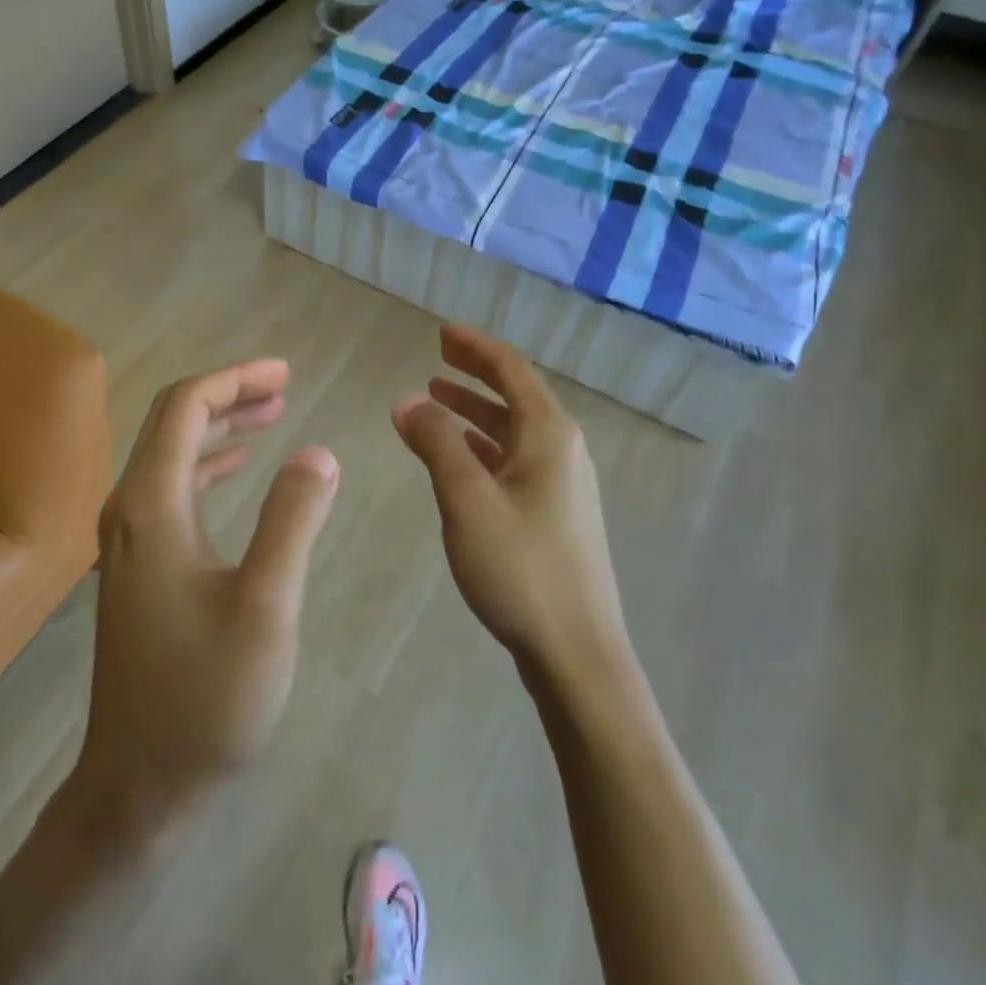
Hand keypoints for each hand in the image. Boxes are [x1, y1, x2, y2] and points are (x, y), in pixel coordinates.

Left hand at [73, 359, 338, 841]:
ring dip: (219, 429)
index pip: (183, 408)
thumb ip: (293, 520)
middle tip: (285, 387)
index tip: (285, 373)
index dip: (234, 380)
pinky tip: (237, 470)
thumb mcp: (266, 607)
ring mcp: (128, 541)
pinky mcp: (138, 568)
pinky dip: (207, 466)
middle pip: (172, 424)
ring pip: (171, 456)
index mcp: (151, 507)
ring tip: (271, 415)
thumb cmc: (205, 698)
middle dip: (228, 396)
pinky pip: (171, 491)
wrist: (138, 787)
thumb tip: (318, 452)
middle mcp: (129, 511)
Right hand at [391, 326, 629, 686]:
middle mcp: (562, 451)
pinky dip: (482, 446)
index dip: (475, 346)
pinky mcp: (554, 515)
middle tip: (436, 357)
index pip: (511, 370)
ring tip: (436, 398)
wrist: (577, 652)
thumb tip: (408, 401)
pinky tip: (458, 455)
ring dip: (475, 411)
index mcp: (549, 435)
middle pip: (516, 395)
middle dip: (475, 373)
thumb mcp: (467, 499)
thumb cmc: (520, 568)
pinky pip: (514, 460)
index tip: (441, 332)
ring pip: (513, 431)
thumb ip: (437, 443)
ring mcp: (562, 485)